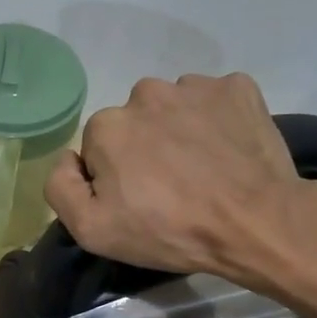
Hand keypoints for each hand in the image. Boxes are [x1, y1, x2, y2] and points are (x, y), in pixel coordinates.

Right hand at [44, 73, 316, 285]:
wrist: (256, 223)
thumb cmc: (169, 230)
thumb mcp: (92, 231)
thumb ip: (60, 188)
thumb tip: (68, 160)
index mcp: (107, 125)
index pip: (97, 147)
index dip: (113, 177)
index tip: (137, 202)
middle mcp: (145, 93)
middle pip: (134, 122)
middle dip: (144, 148)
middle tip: (171, 188)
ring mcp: (195, 86)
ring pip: (174, 108)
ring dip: (180, 131)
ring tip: (202, 169)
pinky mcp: (238, 88)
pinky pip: (215, 100)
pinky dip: (217, 120)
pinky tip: (227, 151)